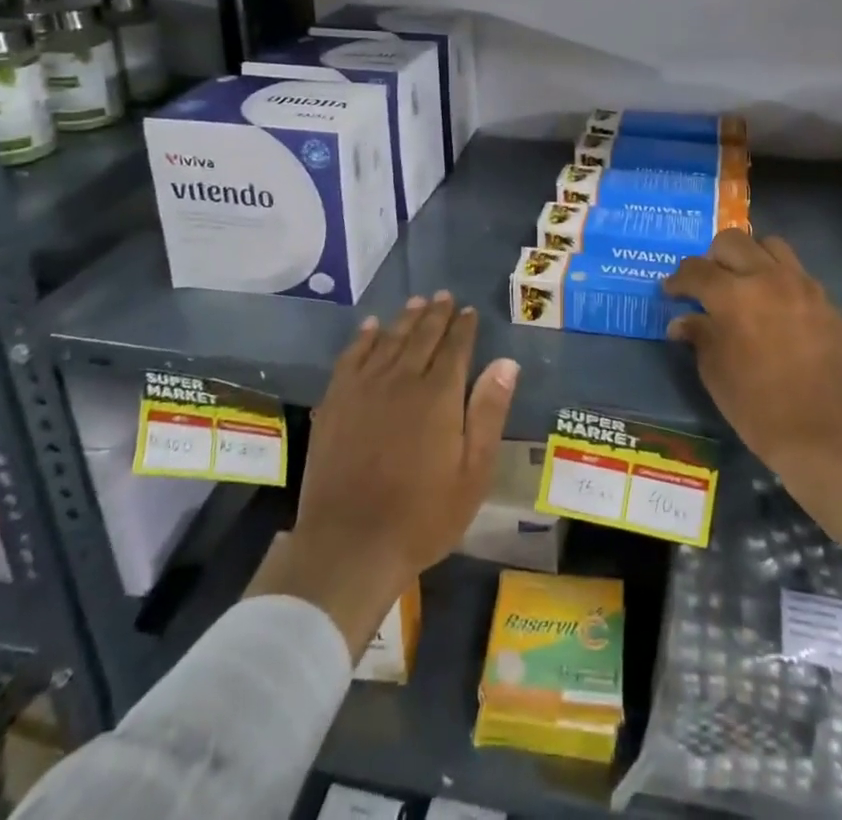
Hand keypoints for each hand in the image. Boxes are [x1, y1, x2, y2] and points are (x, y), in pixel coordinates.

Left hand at [248, 292, 518, 655]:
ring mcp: (364, 388)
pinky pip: (352, 357)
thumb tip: (506, 362)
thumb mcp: (473, 473)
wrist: (350, 544)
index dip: (464, 327)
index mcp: (439, 395)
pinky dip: (364, 338)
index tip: (469, 311)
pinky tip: (371, 327)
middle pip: (422, 336)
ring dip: (405, 319)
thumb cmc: (422, 515)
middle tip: (445, 297)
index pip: (455, 347)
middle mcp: (402, 379)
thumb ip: (489, 413)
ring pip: (389, 340)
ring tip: (417, 302)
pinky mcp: (336, 402)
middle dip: (436, 314)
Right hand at [665, 231, 841, 550]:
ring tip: (744, 283)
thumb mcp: (715, 372)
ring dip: (750, 257)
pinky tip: (773, 305)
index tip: (671, 291)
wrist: (826, 433)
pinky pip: (796, 271)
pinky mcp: (825, 300)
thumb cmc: (758, 407)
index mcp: (732, 295)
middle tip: (706, 283)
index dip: (678, 279)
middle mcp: (766, 277)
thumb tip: (683, 320)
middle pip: (732, 241)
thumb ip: (699, 335)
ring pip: (769, 245)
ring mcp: (801, 285)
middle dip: (712, 258)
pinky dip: (778, 277)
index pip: (696, 269)